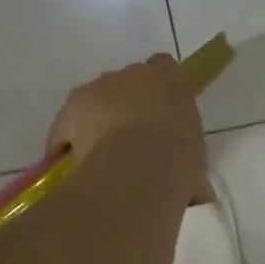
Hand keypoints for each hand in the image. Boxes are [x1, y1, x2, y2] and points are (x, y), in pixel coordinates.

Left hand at [45, 54, 205, 189]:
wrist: (141, 166)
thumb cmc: (180, 160)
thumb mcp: (196, 165)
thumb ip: (191, 169)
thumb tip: (196, 194)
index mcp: (170, 78)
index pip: (164, 69)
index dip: (160, 93)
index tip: (161, 118)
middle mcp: (133, 73)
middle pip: (127, 84)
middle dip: (127, 107)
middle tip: (133, 143)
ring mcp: (99, 86)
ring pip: (95, 101)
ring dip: (97, 122)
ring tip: (102, 159)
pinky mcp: (71, 107)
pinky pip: (68, 127)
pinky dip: (68, 144)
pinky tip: (75, 169)